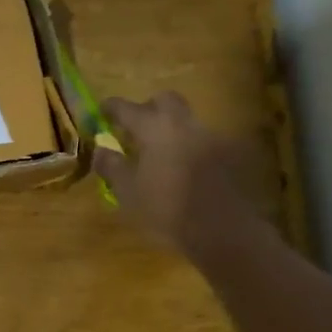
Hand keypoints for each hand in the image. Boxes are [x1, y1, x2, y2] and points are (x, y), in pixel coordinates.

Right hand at [92, 92, 259, 255]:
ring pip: (187, 121)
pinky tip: (187, 169)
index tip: (102, 110)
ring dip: (173, 129)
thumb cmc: (167, 209)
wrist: (223, 230)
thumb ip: (112, 166)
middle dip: (149, 108)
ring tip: (163, 152)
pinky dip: (192, 148)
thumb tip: (100, 150)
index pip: (127, 107)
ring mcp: (211, 136)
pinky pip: (205, 142)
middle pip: (165, 100)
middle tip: (137, 128)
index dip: (111, 107)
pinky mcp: (231, 154)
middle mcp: (184, 123)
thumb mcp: (128, 192)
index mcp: (155, 128)